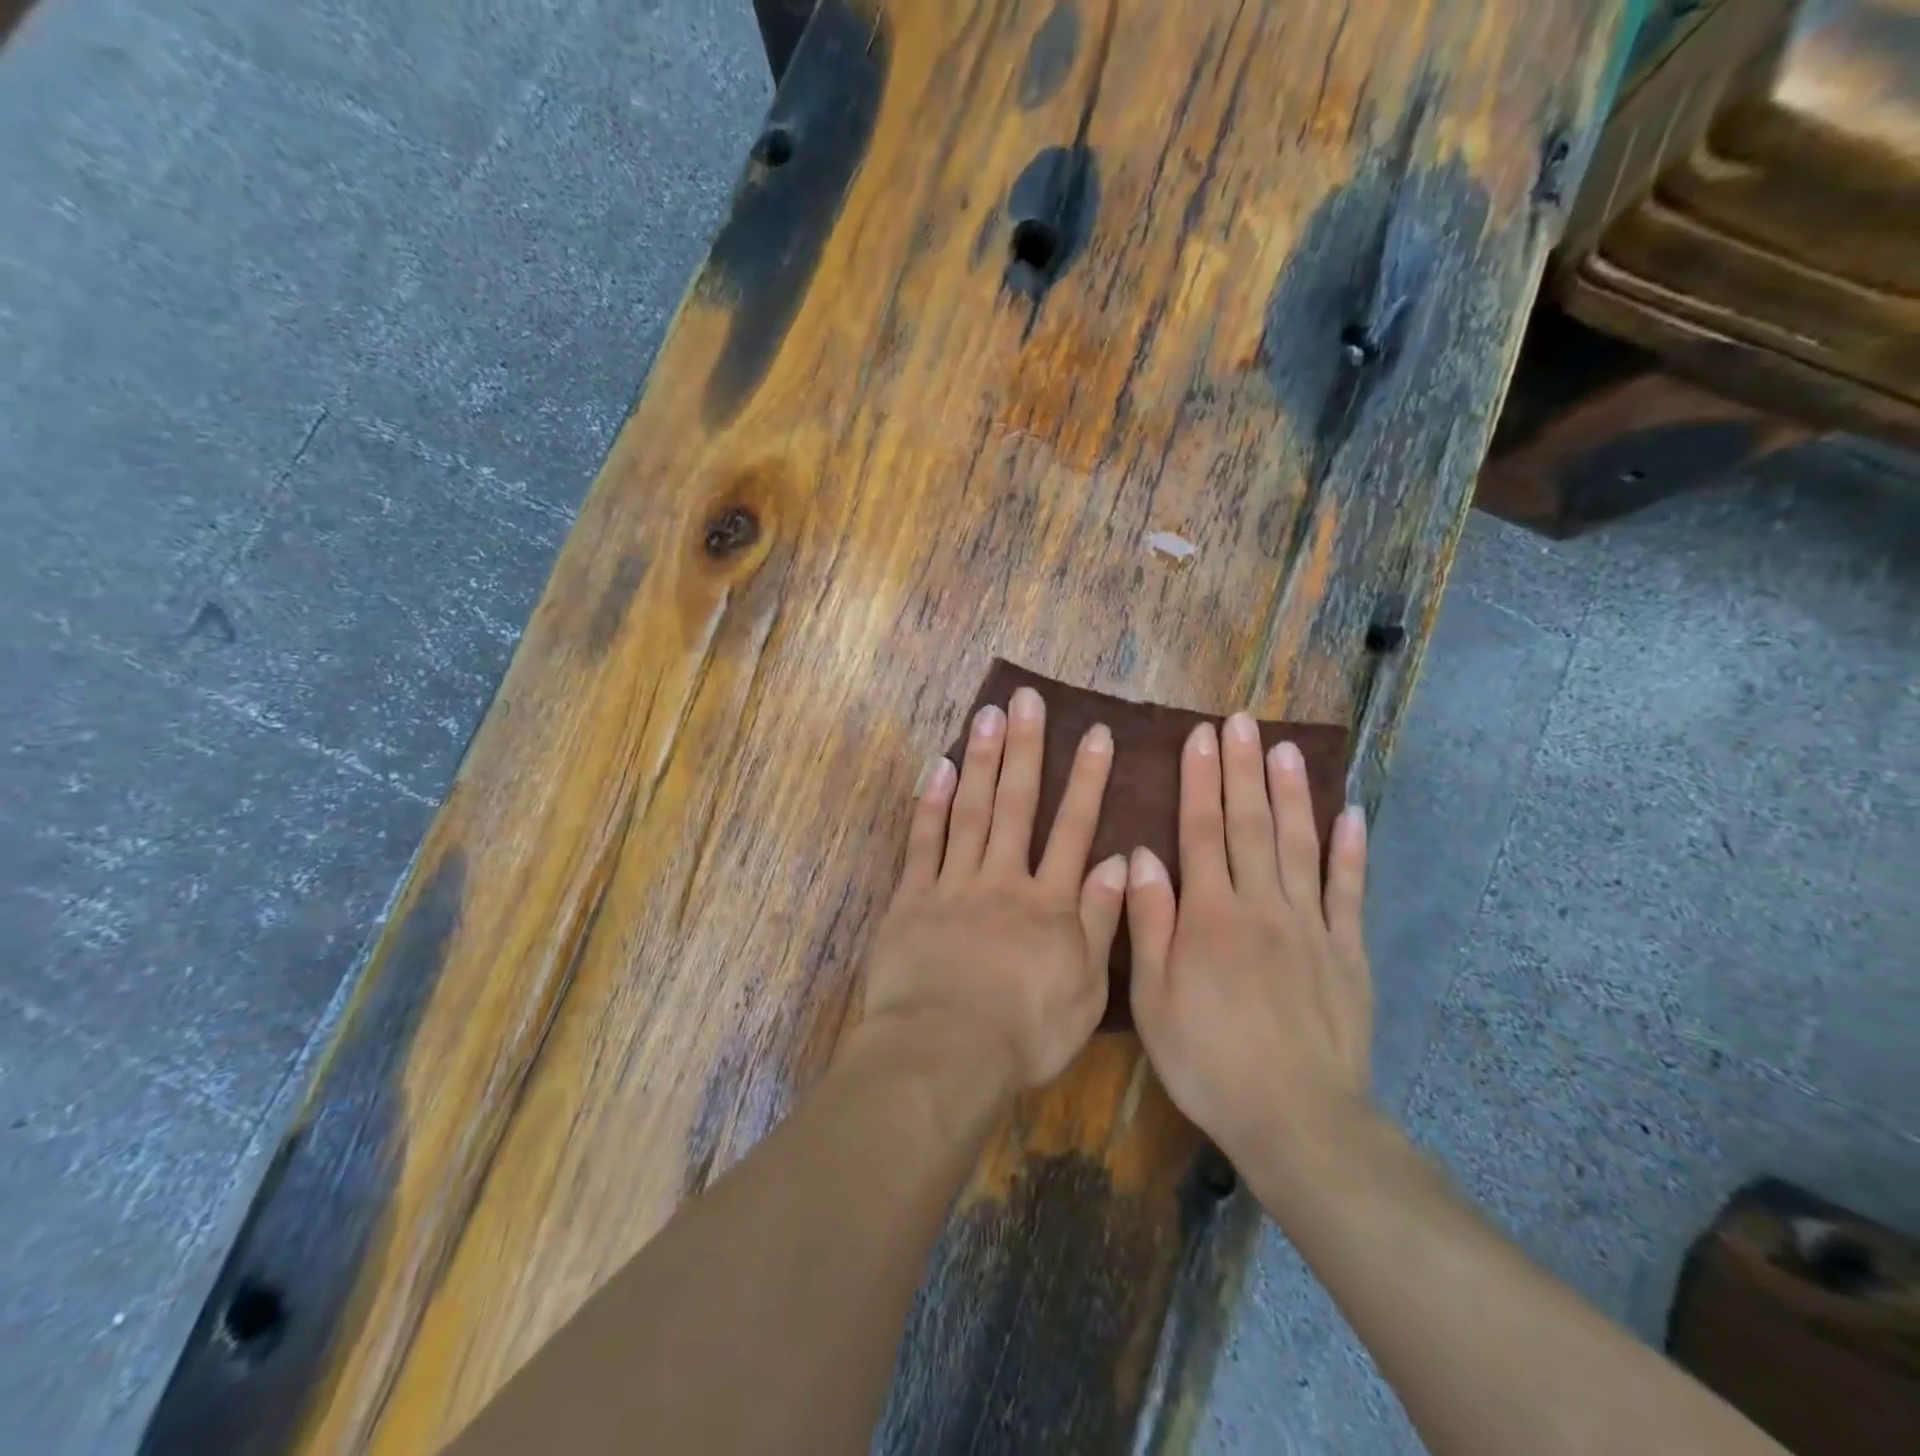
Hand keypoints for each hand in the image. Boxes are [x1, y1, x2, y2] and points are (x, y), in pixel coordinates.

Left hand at [862, 686, 1127, 1097]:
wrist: (945, 1054)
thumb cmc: (1024, 1033)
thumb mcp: (1085, 989)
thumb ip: (1100, 922)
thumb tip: (1116, 861)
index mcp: (1048, 903)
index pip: (1073, 828)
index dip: (1085, 779)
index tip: (1094, 733)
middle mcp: (1002, 879)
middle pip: (1016, 804)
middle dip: (1024, 748)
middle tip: (1025, 699)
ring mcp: (953, 884)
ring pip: (970, 810)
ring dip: (980, 760)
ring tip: (986, 715)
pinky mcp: (912, 898)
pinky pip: (922, 842)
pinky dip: (929, 803)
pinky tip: (936, 766)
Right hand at [1124, 712, 1371, 1168]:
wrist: (1295, 1118)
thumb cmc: (1208, 1059)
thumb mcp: (1153, 999)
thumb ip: (1148, 923)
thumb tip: (1141, 856)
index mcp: (1210, 915)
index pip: (1201, 831)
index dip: (1199, 780)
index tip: (1200, 737)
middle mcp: (1261, 906)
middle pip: (1250, 824)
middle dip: (1242, 769)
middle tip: (1241, 721)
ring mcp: (1311, 926)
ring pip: (1300, 844)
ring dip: (1292, 793)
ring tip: (1287, 748)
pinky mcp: (1348, 952)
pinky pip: (1349, 891)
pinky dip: (1350, 850)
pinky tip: (1351, 814)